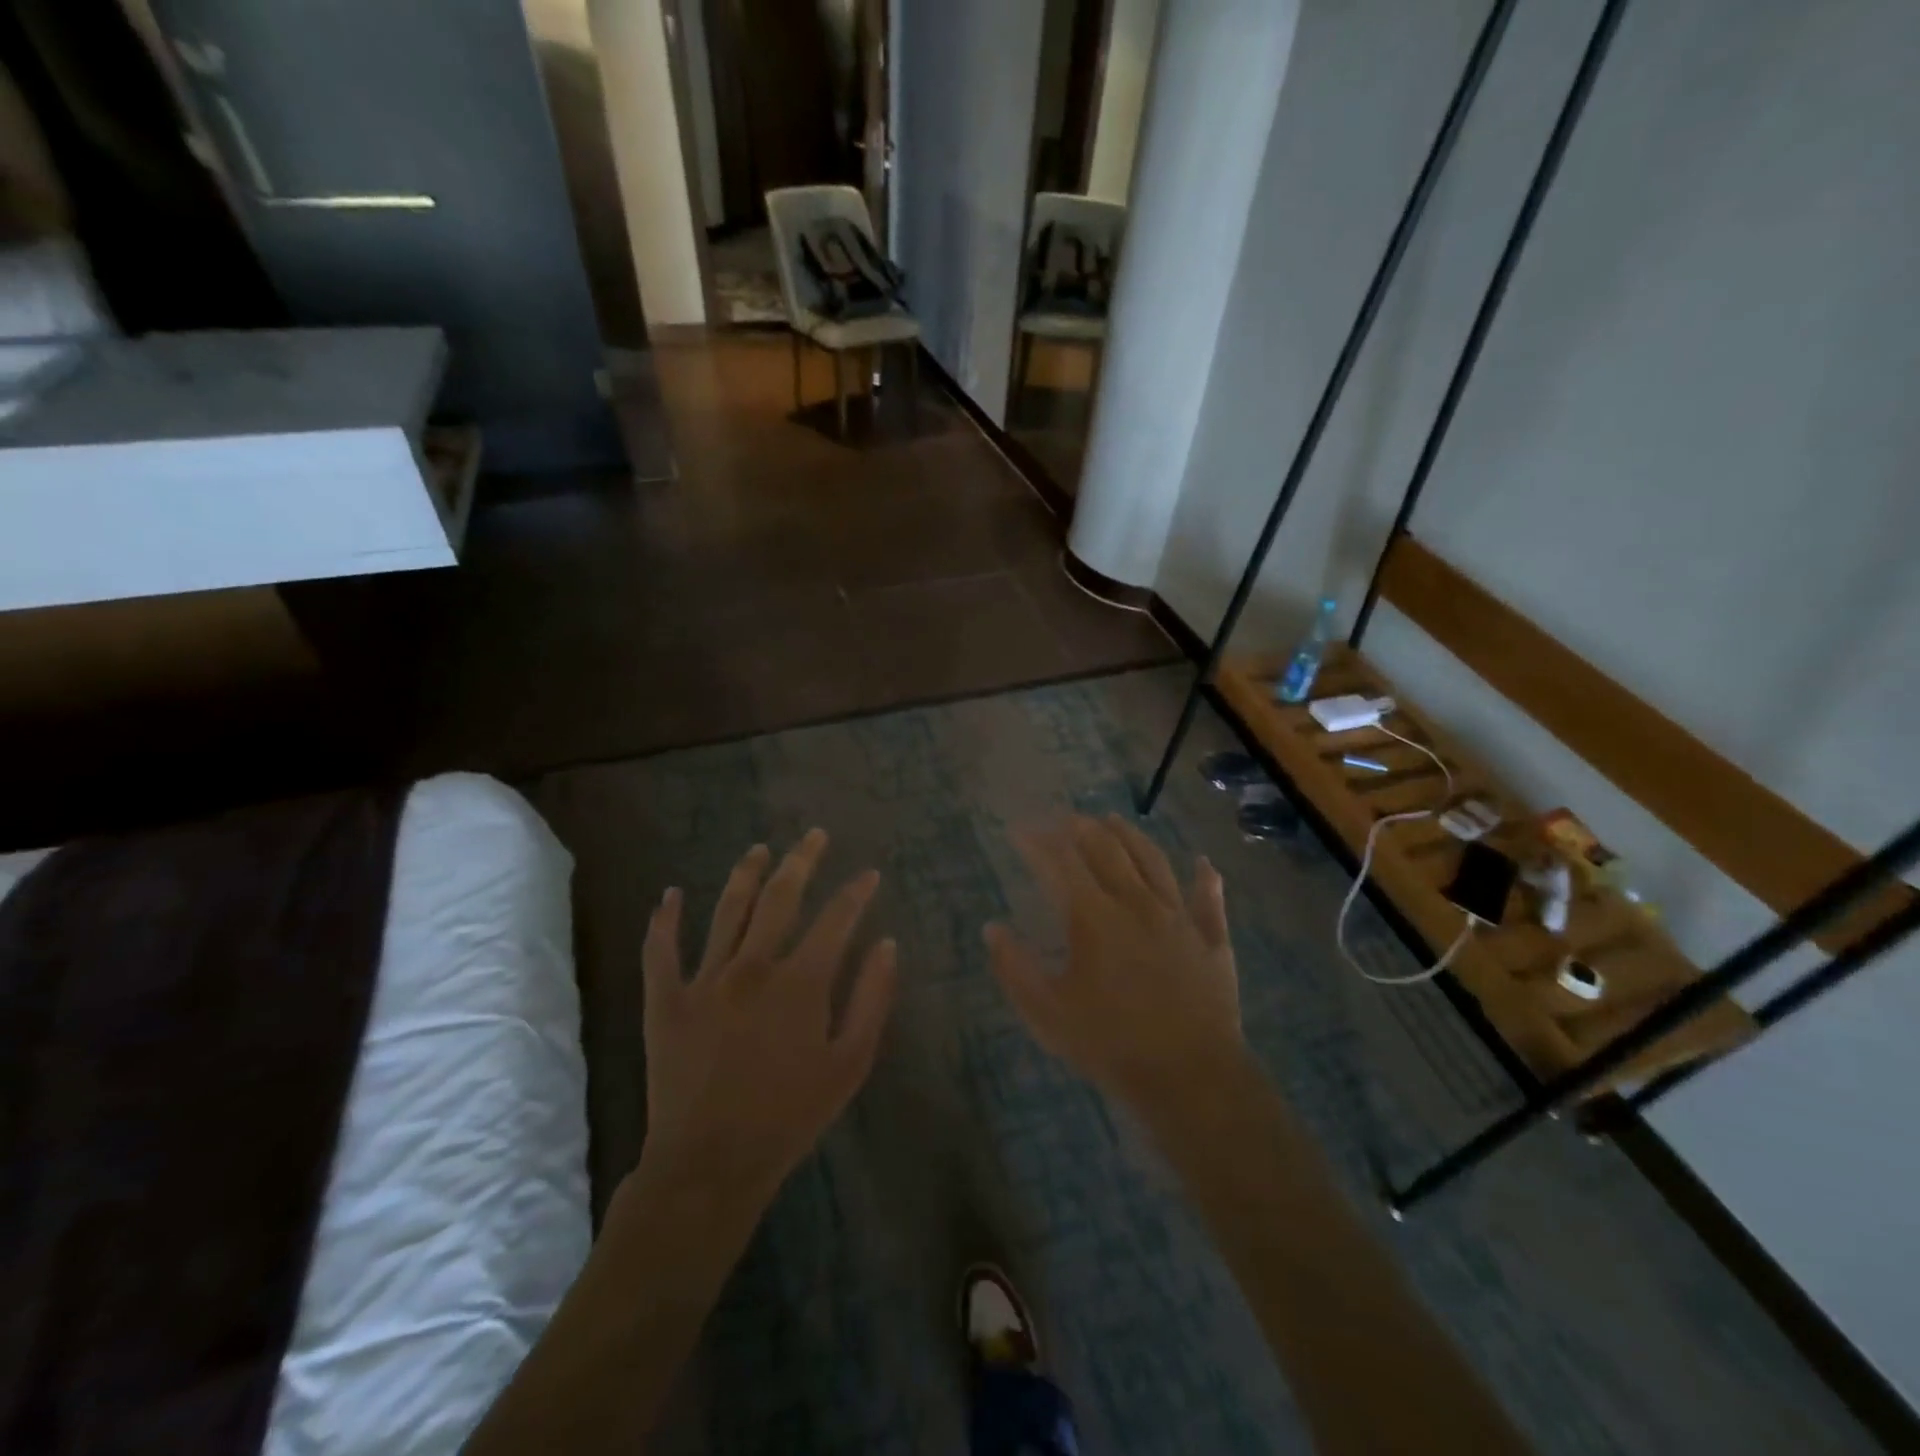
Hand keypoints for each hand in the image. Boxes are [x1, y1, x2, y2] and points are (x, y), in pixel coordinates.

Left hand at [639, 829, 896, 1209]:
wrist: (710, 1165)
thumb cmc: (790, 1116)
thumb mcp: (850, 1063)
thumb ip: (872, 999)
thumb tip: (886, 944)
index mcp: (801, 981)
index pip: (836, 918)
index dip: (856, 892)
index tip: (869, 874)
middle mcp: (753, 966)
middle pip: (780, 897)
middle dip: (802, 861)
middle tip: (814, 836)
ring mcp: (705, 979)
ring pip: (727, 910)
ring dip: (745, 874)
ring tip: (759, 848)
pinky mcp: (665, 1000)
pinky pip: (661, 950)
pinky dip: (664, 919)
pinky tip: (670, 894)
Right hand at [986, 814, 1242, 1111]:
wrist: (1191, 1078)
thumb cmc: (1110, 1045)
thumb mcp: (1047, 1013)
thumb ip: (1014, 967)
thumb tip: (992, 929)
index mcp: (1095, 917)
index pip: (1060, 863)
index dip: (1038, 842)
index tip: (1020, 829)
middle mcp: (1137, 903)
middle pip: (1108, 850)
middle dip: (1082, 828)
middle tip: (1064, 818)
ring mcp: (1179, 918)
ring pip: (1154, 862)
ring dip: (1131, 836)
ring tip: (1114, 820)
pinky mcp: (1212, 941)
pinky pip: (1209, 901)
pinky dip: (1206, 879)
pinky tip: (1204, 864)